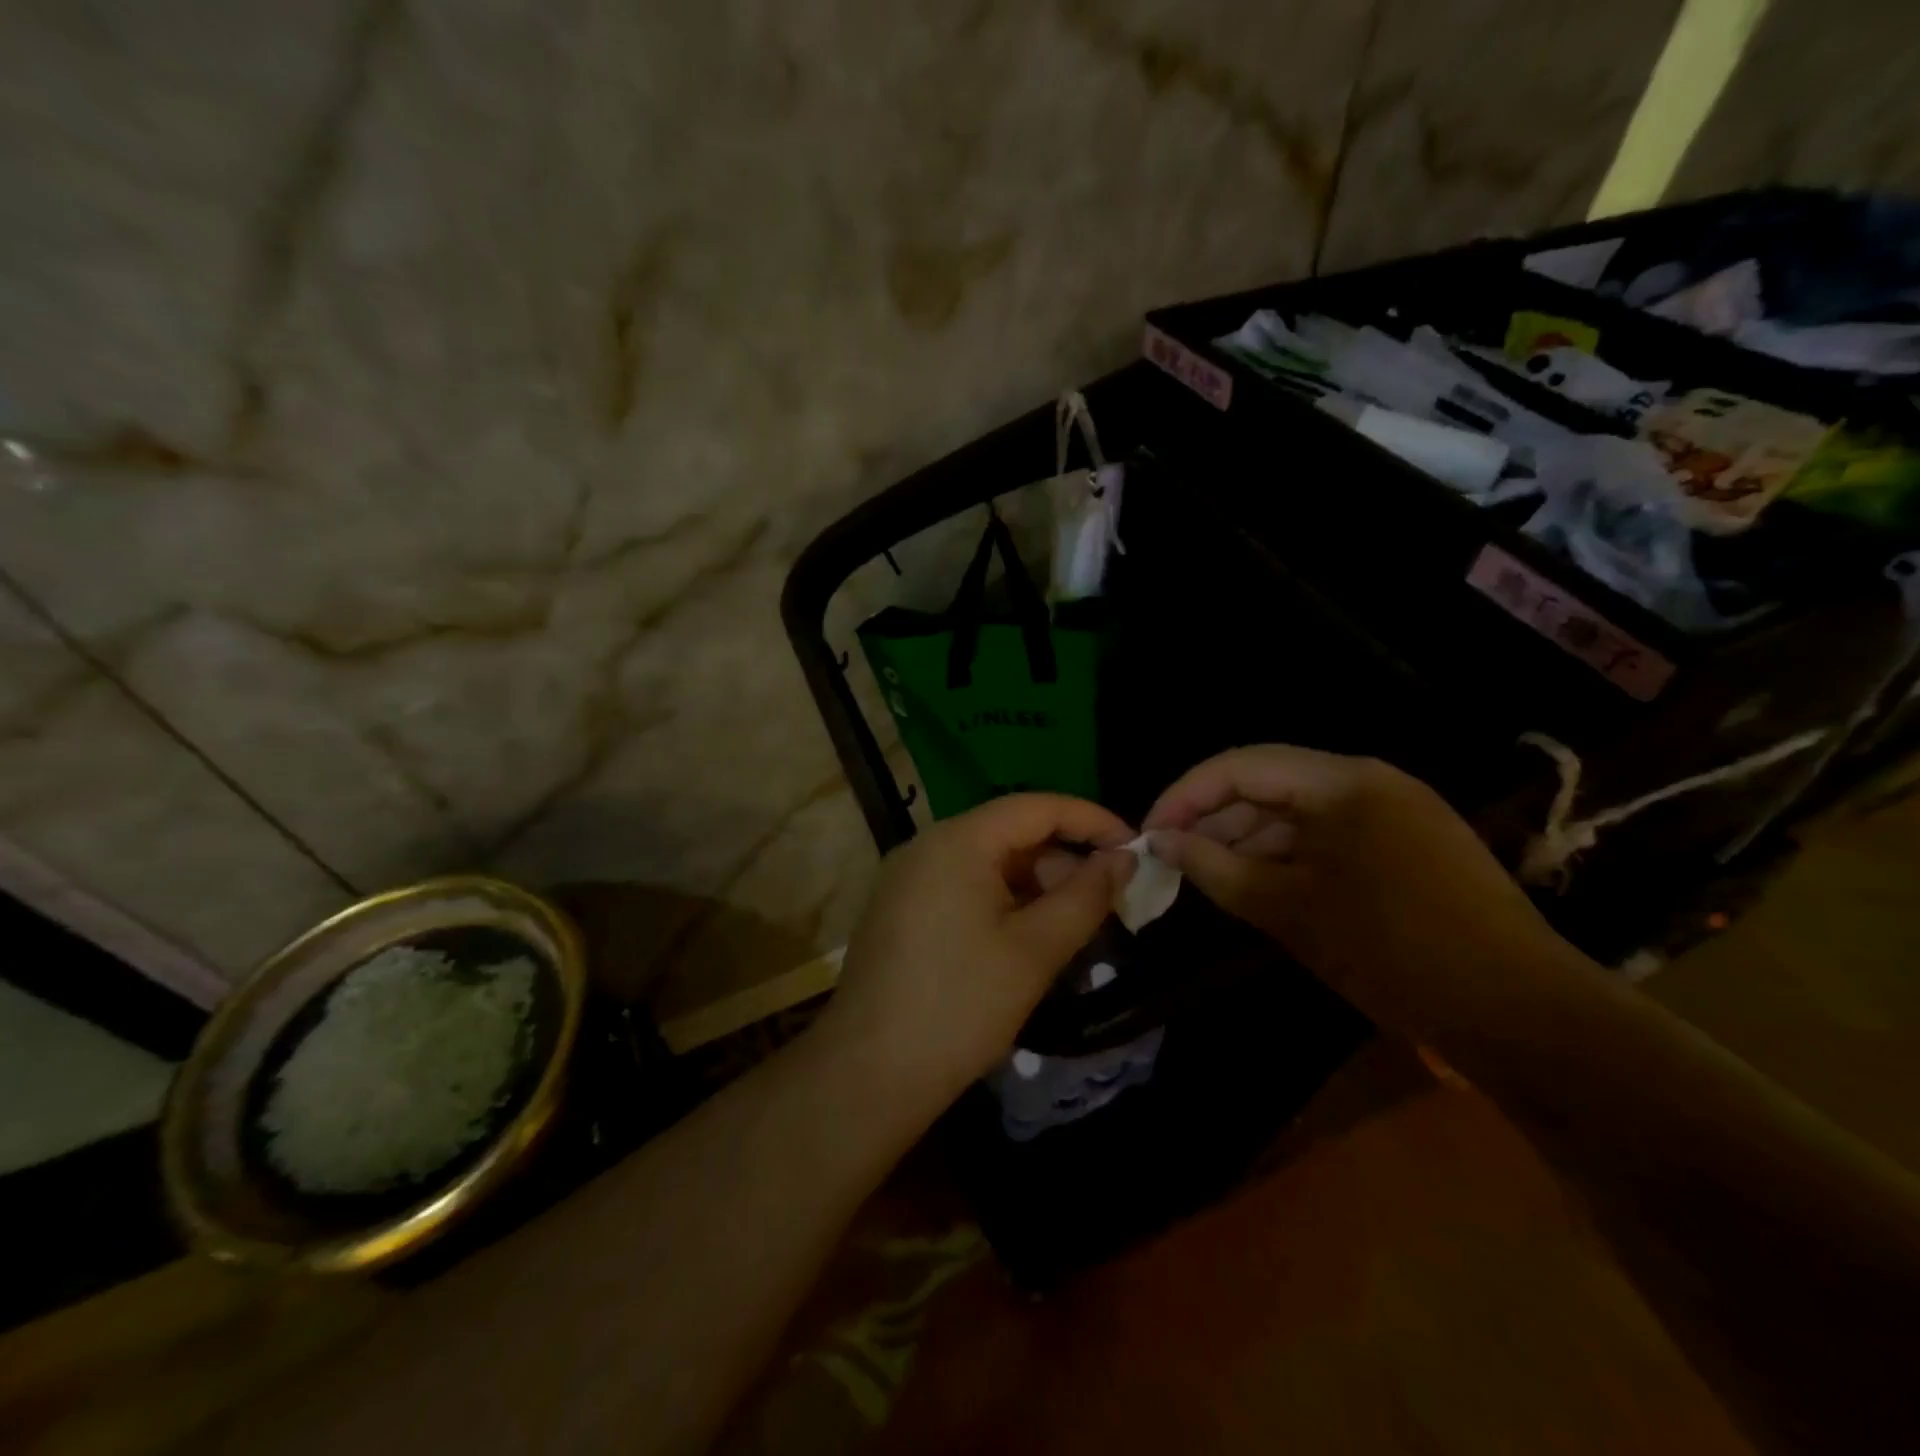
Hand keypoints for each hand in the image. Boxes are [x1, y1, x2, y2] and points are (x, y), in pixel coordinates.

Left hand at [821, 794, 1134, 1113]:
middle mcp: (926, 845)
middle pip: (1009, 832)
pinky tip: (1026, 936)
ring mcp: (906, 877)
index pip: (1036, 807)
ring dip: (1034, 883)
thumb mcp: (1035, 951)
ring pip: (986, 861)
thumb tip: (1123, 859)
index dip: (1090, 820)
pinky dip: (1002, 899)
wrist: (868, 1074)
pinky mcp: (898, 908)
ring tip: (1072, 923)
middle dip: (1062, 858)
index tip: (1134, 848)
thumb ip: (1085, 897)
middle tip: (1107, 898)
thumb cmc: (960, 1007)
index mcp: (957, 841)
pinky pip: (961, 885)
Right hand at [1144, 745, 1581, 1039]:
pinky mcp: (1404, 847)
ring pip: (1294, 813)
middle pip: (1266, 785)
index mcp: (1343, 781)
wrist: (1522, 1016)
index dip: (1185, 795)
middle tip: (1170, 861)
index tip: (1148, 834)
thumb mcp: (1288, 910)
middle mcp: (1367, 782)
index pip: (1240, 766)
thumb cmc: (1393, 951)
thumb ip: (1215, 867)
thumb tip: (1161, 841)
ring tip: (1206, 878)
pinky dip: (1284, 859)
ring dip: (1246, 842)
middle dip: (1213, 819)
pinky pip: (1325, 838)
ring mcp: (1392, 813)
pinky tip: (1257, 888)